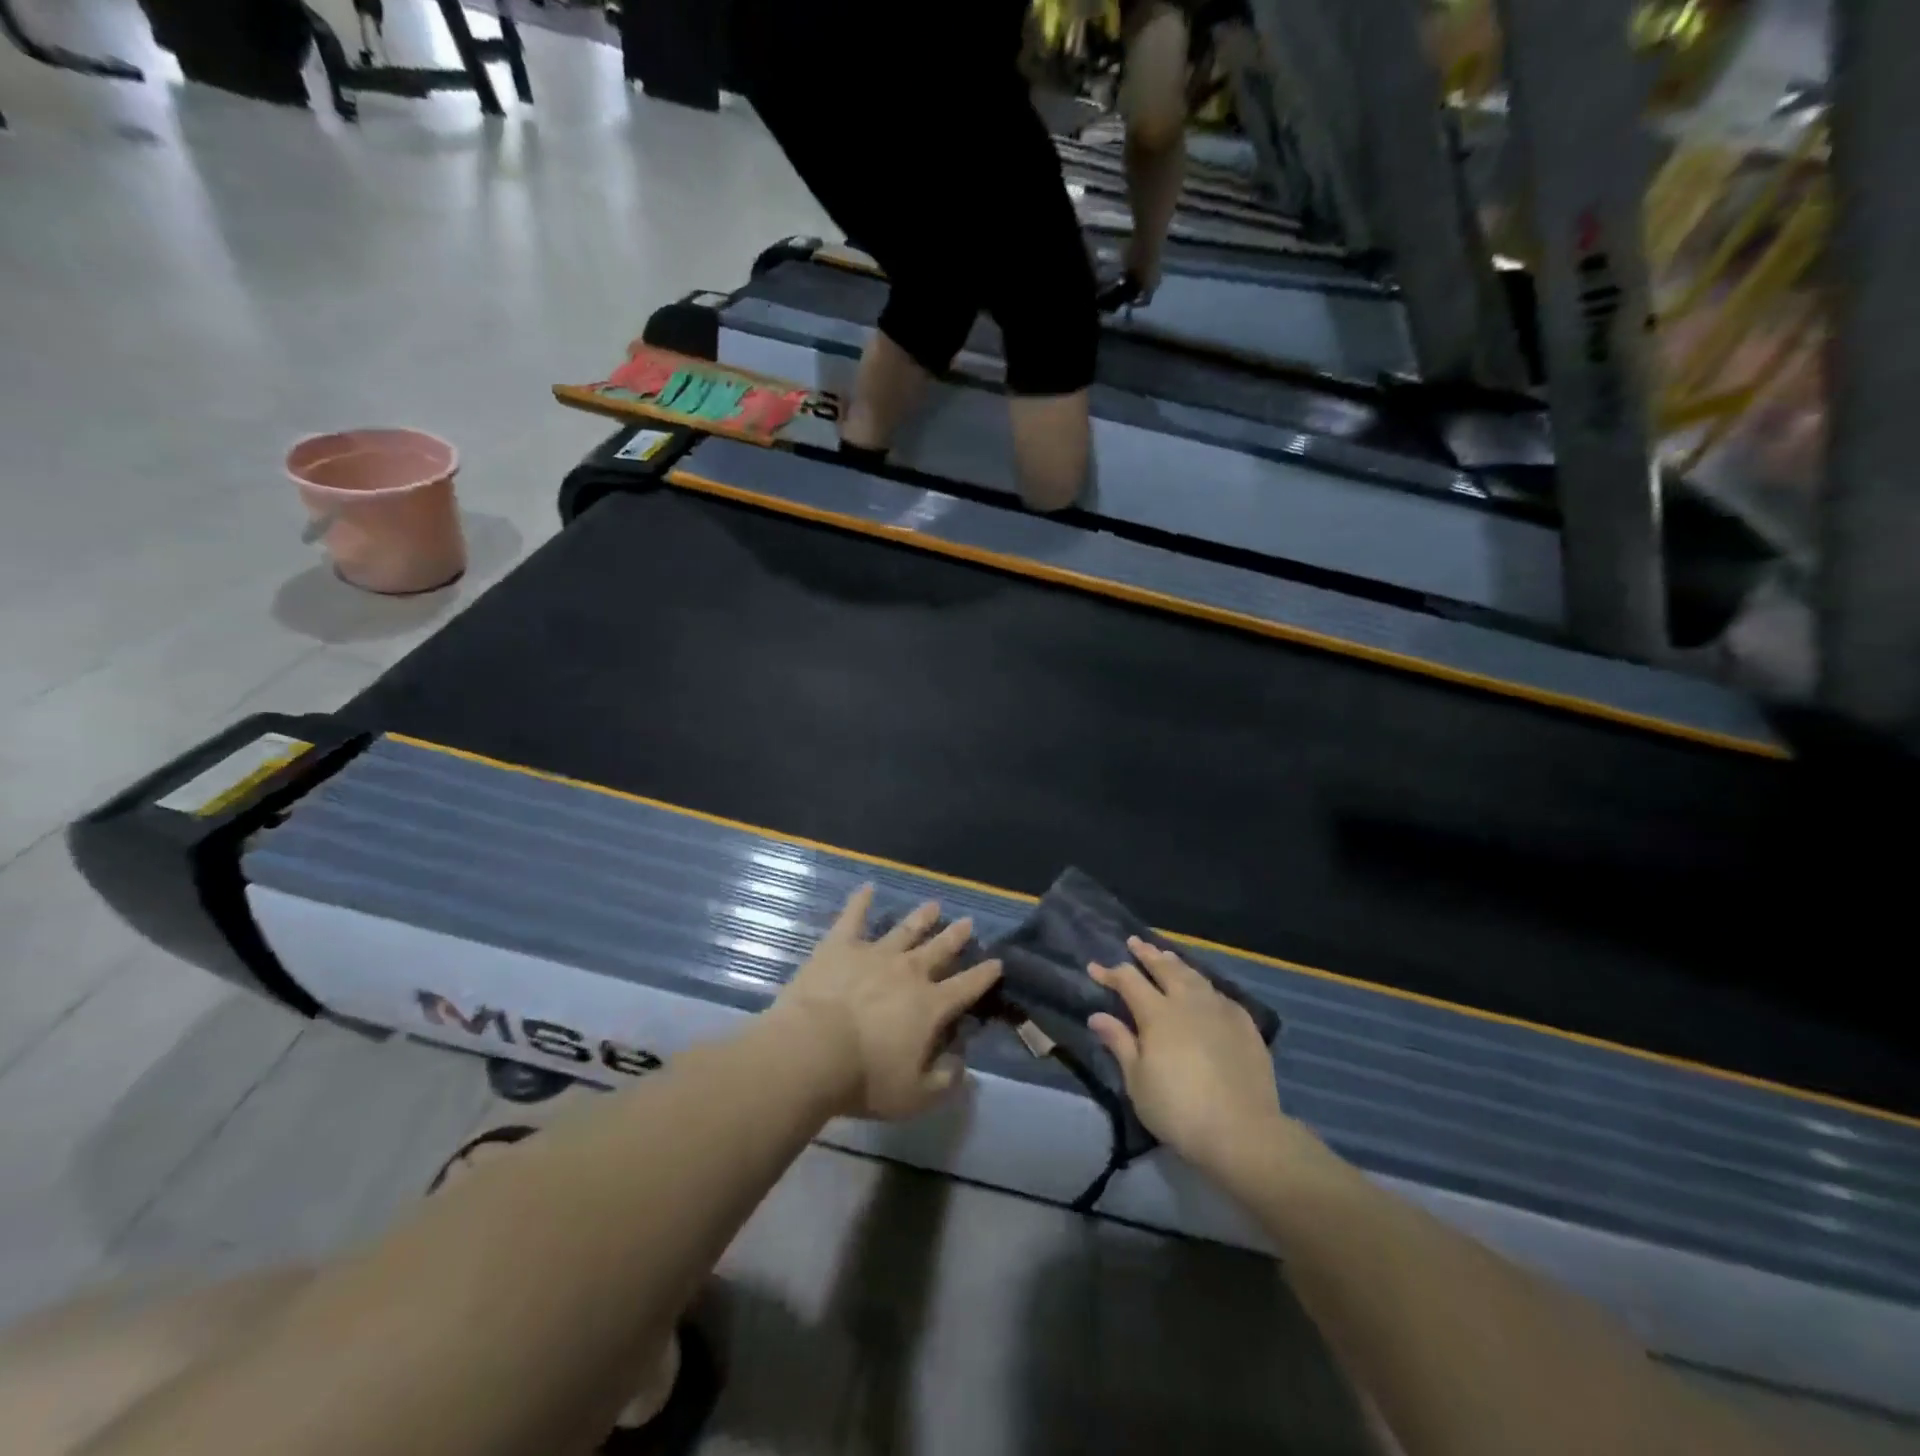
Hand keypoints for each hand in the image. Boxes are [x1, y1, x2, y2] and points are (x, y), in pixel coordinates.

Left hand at [772, 886, 1001, 1120]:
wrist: (813, 1050)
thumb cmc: (866, 1078)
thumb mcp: (914, 1096)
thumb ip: (944, 1082)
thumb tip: (961, 1066)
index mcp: (930, 1006)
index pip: (966, 987)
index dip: (984, 975)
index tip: (997, 962)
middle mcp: (909, 972)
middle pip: (939, 950)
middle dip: (956, 937)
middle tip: (968, 922)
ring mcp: (875, 953)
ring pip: (905, 930)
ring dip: (921, 918)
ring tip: (933, 905)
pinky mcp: (840, 946)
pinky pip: (853, 917)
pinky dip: (860, 901)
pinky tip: (867, 887)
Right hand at [1088, 937, 1291, 1180]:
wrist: (1243, 1131)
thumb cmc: (1179, 1109)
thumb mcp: (1138, 1081)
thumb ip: (1120, 1043)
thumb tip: (1098, 1015)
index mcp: (1157, 1013)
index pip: (1128, 981)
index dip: (1110, 973)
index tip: (1094, 967)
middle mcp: (1187, 1002)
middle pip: (1164, 968)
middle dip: (1146, 954)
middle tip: (1134, 941)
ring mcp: (1219, 1009)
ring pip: (1193, 975)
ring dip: (1175, 963)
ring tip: (1166, 956)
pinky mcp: (1244, 1024)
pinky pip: (1218, 993)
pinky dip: (1203, 985)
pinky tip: (1203, 990)